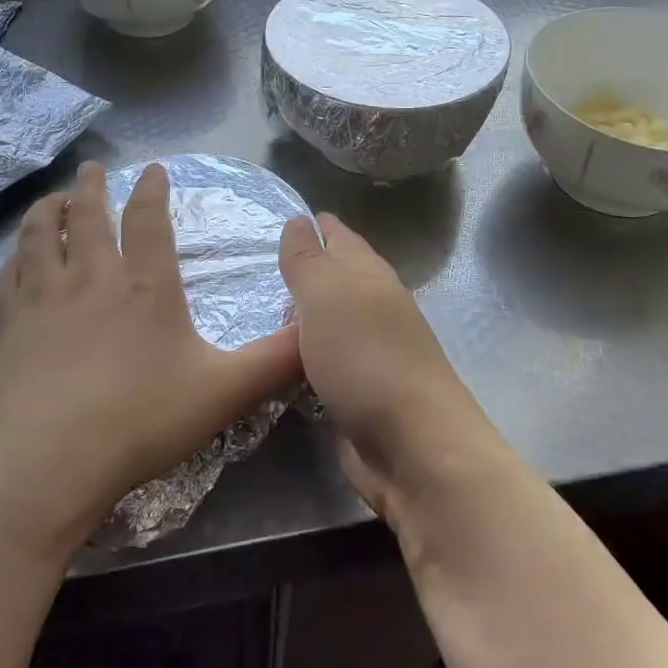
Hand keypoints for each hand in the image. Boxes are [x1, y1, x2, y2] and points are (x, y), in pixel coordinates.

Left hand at [0, 162, 301, 557]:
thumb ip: (275, 361)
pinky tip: (18, 258)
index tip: (154, 170)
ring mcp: (44, 300)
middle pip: (88, 217)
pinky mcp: (10, 326)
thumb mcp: (225, 392)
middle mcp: (92, 279)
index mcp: (145, 287)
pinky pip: (11, 275)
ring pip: (41, 236)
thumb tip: (316, 330)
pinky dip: (16, 256)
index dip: (152, 191)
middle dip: (92, 188)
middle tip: (92, 168)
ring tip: (53, 197)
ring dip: (48, 210)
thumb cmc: (141, 420)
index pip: (149, 221)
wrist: (49, 459)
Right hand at [277, 214, 498, 533]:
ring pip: (329, 321)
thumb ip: (308, 260)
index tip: (279, 219)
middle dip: (304, 269)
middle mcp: (374, 309)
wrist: (413, 448)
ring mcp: (369, 354)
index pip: (340, 237)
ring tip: (259, 310)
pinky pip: (323, 361)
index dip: (314, 225)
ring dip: (301, 314)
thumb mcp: (328, 296)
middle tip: (254, 267)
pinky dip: (303, 354)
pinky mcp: (358, 394)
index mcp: (370, 277)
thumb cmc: (367, 360)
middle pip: (337, 278)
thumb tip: (299, 221)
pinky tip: (280, 358)